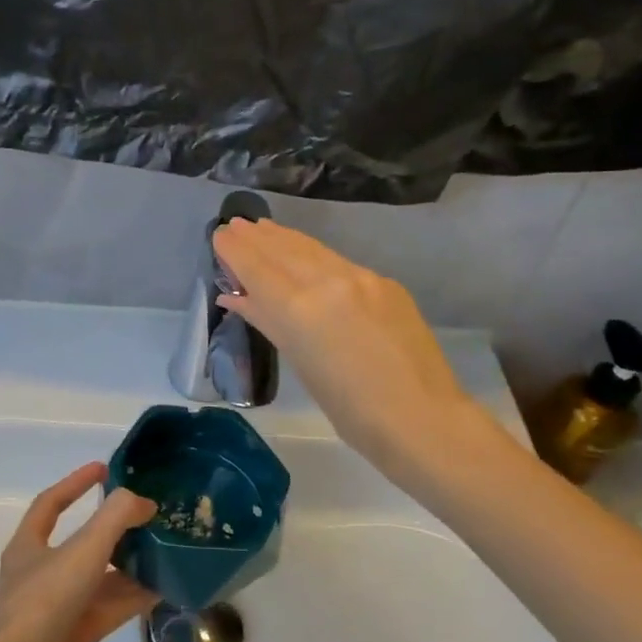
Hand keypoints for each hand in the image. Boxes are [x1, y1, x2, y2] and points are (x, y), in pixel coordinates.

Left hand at [0, 463, 157, 641]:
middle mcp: (39, 574)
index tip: (104, 469)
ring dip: (128, 565)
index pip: (50, 504)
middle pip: (80, 543)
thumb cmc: (45, 601)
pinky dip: (131, 598)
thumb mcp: (83, 549)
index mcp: (28, 546)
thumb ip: (116, 518)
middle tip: (146, 517)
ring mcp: (56, 608)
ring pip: (98, 579)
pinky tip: (162, 589)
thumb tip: (143, 502)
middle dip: (113, 530)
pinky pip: (107, 609)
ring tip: (163, 551)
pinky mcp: (73, 637)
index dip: (75, 483)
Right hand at [213, 218, 472, 477]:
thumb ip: (267, 321)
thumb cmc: (350, 409)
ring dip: (284, 238)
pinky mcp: (386, 283)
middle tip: (235, 224)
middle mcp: (328, 281)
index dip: (235, 249)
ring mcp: (361, 278)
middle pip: (284, 251)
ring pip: (313, 250)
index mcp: (299, 308)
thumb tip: (234, 297)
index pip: (257, 267)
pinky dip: (314, 254)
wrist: (422, 418)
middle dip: (257, 237)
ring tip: (264, 228)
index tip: (219, 233)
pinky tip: (307, 255)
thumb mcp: (300, 363)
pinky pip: (339, 261)